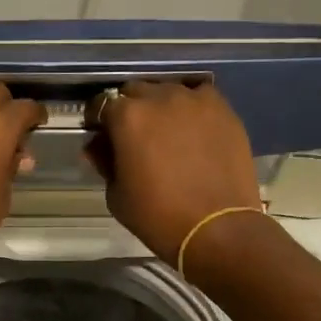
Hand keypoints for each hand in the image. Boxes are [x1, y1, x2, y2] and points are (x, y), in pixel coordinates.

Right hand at [86, 81, 263, 262]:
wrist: (217, 229)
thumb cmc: (158, 216)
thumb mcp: (116, 195)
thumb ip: (104, 162)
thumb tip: (97, 146)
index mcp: (127, 117)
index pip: (102, 104)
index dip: (99, 120)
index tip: (101, 136)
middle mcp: (160, 98)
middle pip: (135, 91)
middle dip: (130, 109)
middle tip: (134, 135)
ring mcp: (195, 100)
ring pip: (169, 91)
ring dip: (161, 106)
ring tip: (166, 131)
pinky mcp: (223, 110)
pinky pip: (200, 97)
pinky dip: (192, 108)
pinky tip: (193, 129)